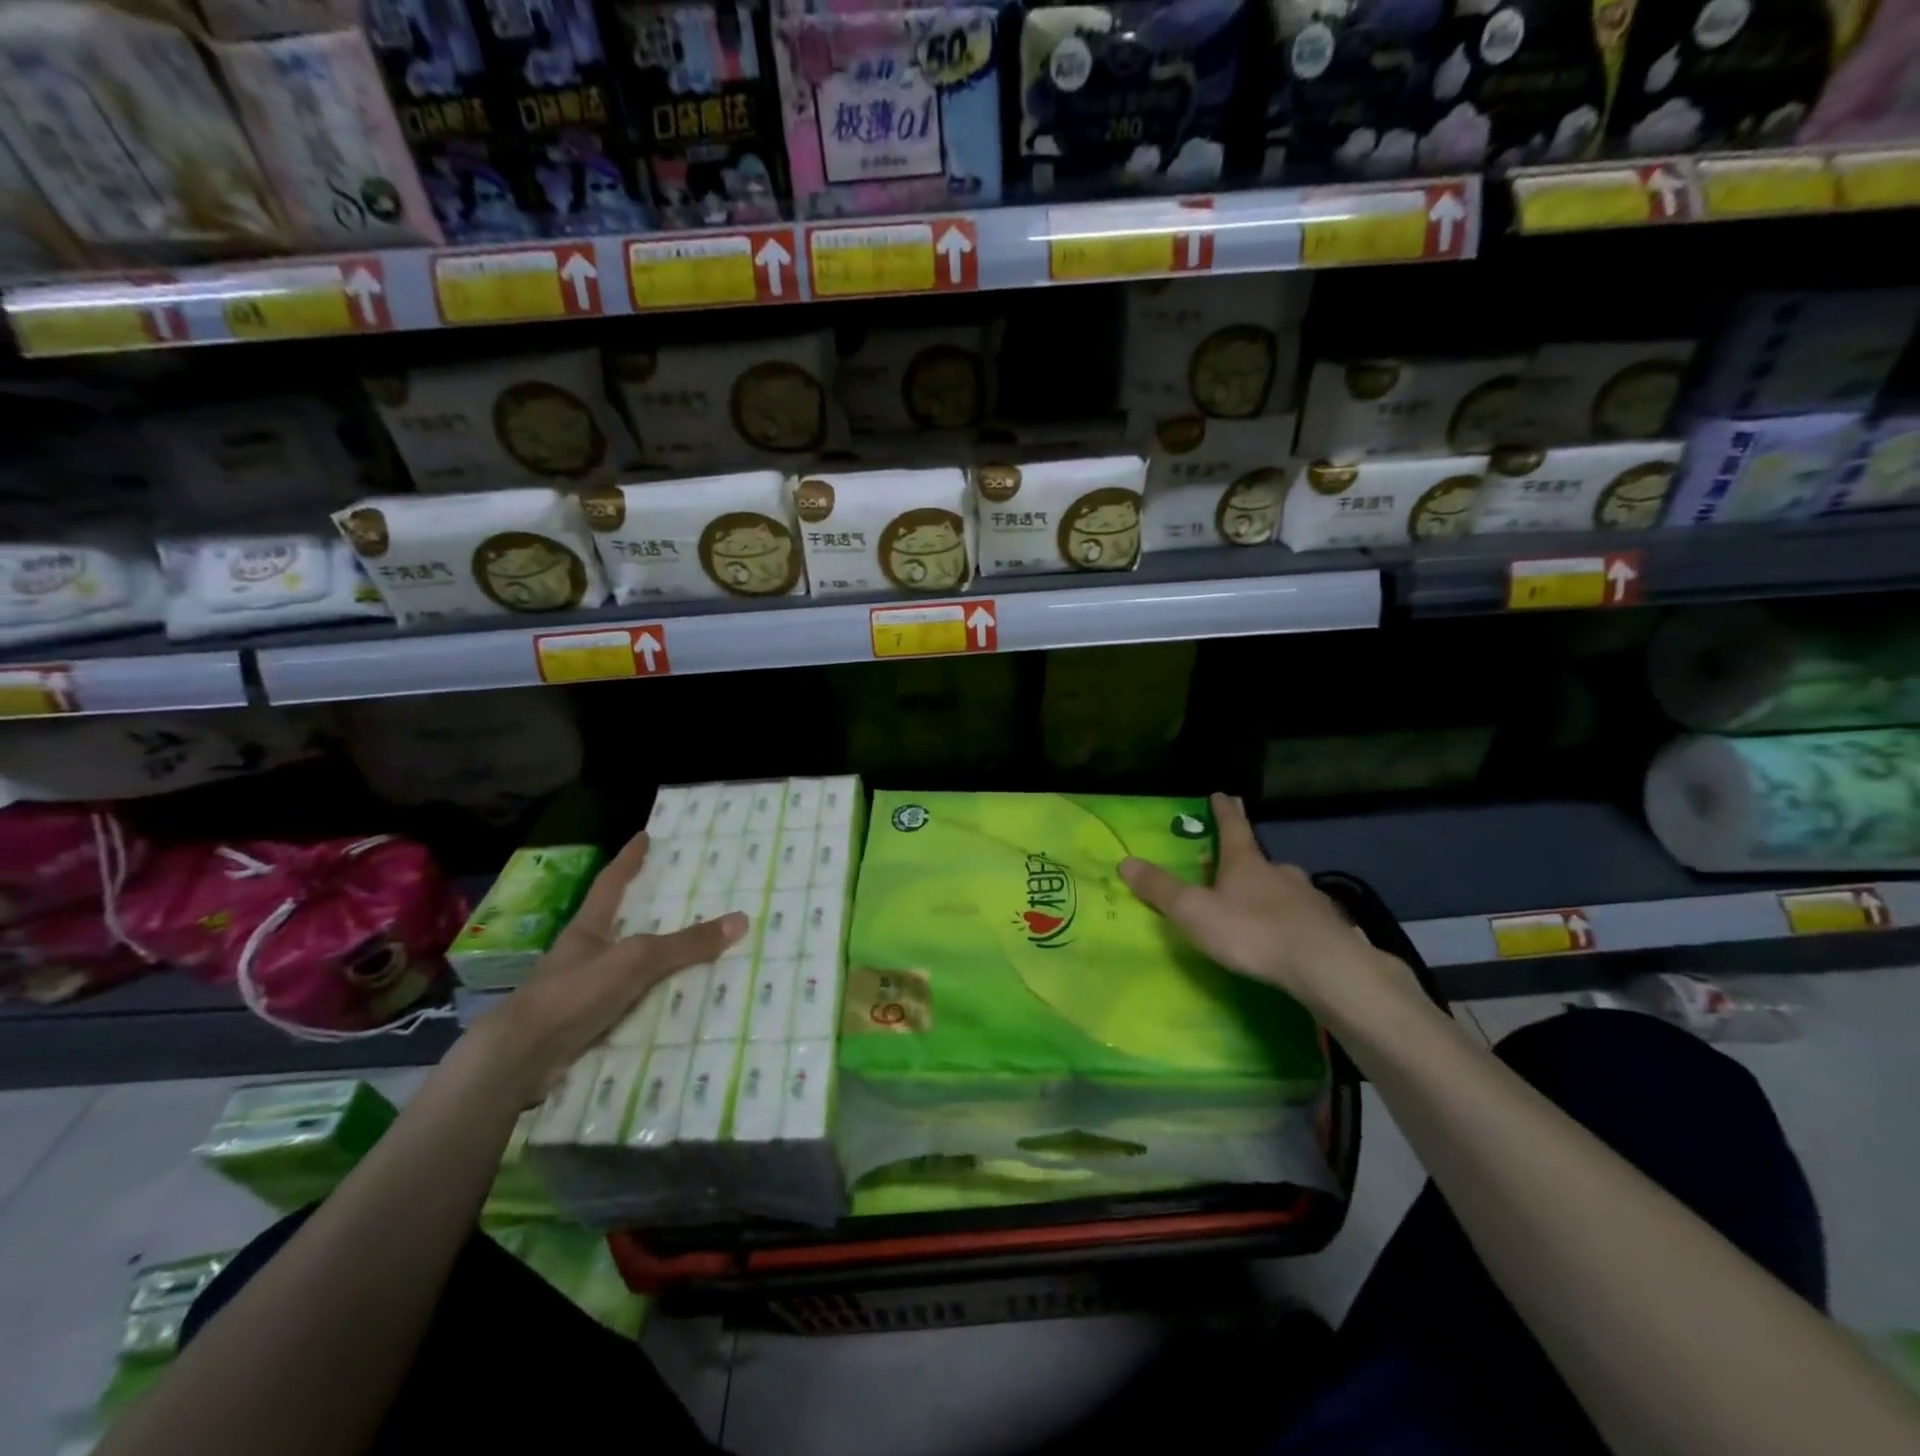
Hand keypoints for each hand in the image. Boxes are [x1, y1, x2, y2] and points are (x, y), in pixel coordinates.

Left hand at [465, 832, 746, 1106]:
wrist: (521, 1059)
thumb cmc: (573, 993)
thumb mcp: (636, 960)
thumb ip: (685, 944)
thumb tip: (741, 920)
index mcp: (589, 928)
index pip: (611, 883)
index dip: (629, 859)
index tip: (644, 836)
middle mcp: (586, 953)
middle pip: (622, 922)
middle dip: (650, 909)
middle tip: (686, 893)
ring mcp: (585, 990)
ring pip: (630, 965)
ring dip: (657, 960)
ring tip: (696, 950)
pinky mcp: (590, 1023)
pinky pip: (634, 1002)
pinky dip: (656, 999)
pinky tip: (680, 1002)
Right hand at [1119, 793, 1413, 1014]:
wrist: (1323, 965)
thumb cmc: (1251, 931)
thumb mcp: (1194, 911)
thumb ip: (1161, 889)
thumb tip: (1124, 862)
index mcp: (1245, 863)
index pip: (1232, 827)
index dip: (1224, 811)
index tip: (1223, 793)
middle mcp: (1279, 873)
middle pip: (1260, 859)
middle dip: (1248, 859)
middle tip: (1238, 863)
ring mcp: (1309, 898)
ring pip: (1286, 887)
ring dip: (1272, 890)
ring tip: (1263, 903)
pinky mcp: (1328, 927)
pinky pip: (1305, 916)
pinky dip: (1293, 919)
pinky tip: (1291, 934)